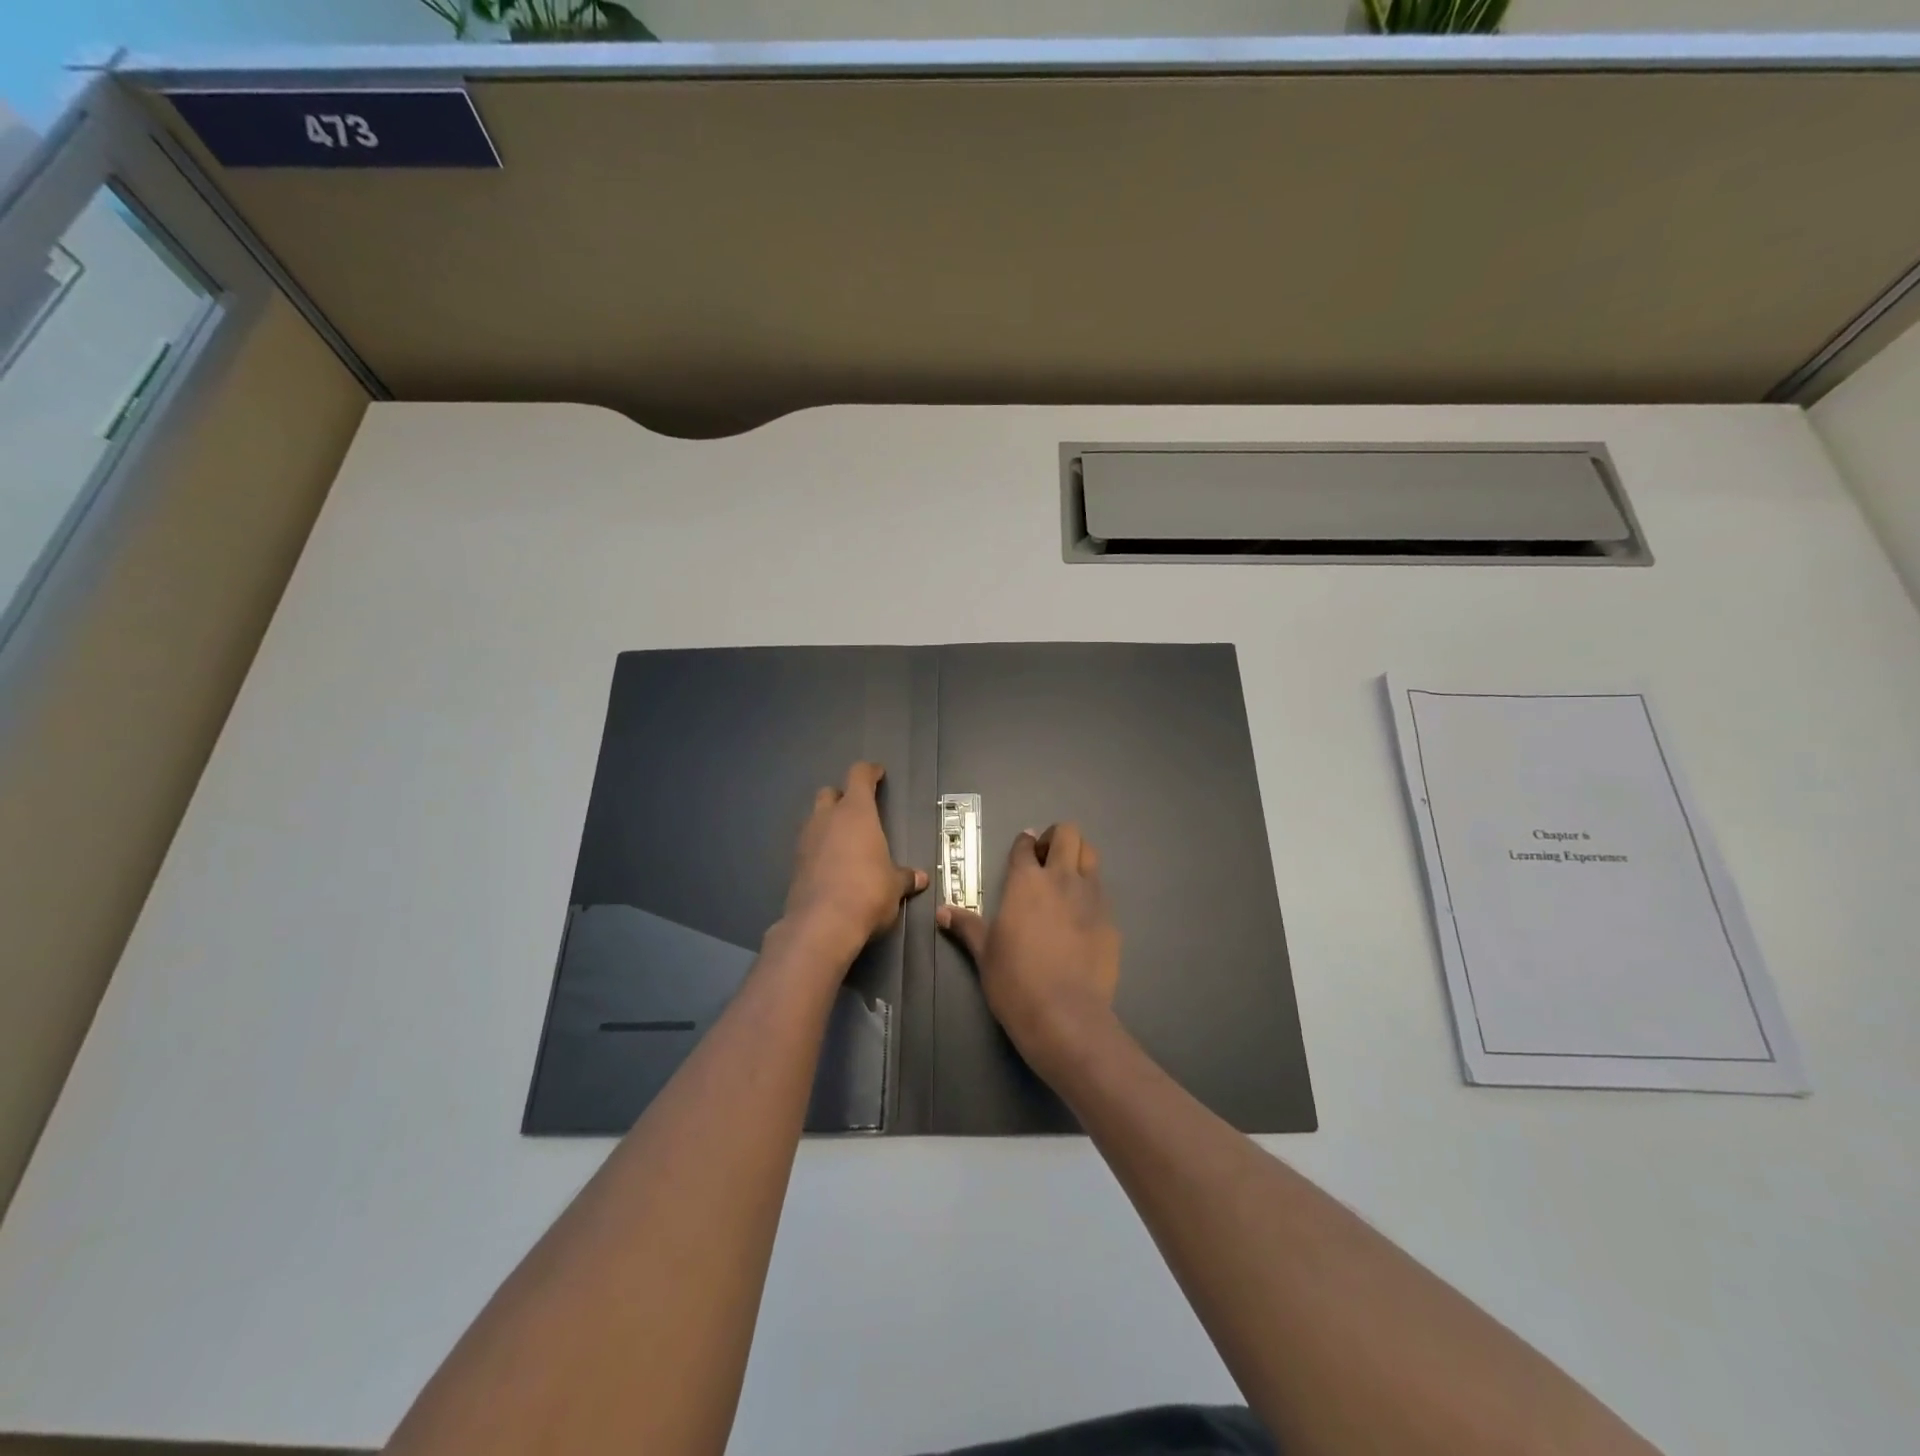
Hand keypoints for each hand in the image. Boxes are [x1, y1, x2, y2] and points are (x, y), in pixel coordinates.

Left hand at [782, 762, 926, 961]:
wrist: (822, 925)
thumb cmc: (868, 893)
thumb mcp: (894, 886)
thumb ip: (904, 878)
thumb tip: (919, 878)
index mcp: (856, 812)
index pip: (859, 776)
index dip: (869, 772)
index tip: (878, 774)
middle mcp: (827, 819)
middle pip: (829, 793)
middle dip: (842, 797)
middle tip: (858, 811)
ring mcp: (806, 840)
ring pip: (815, 818)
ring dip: (828, 823)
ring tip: (845, 840)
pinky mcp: (794, 864)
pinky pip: (808, 845)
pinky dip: (819, 848)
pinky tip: (832, 865)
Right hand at [937, 823, 1121, 1081]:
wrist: (1065, 1014)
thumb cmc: (1015, 981)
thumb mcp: (985, 953)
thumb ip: (967, 927)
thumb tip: (942, 912)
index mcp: (1026, 882)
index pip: (1026, 845)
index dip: (1024, 843)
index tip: (1024, 849)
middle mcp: (1061, 878)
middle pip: (1067, 834)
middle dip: (1056, 838)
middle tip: (1046, 858)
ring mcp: (1090, 896)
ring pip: (1090, 855)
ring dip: (1078, 857)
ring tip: (1066, 879)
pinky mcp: (1110, 919)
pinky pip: (1102, 890)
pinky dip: (1090, 891)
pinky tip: (1081, 915)